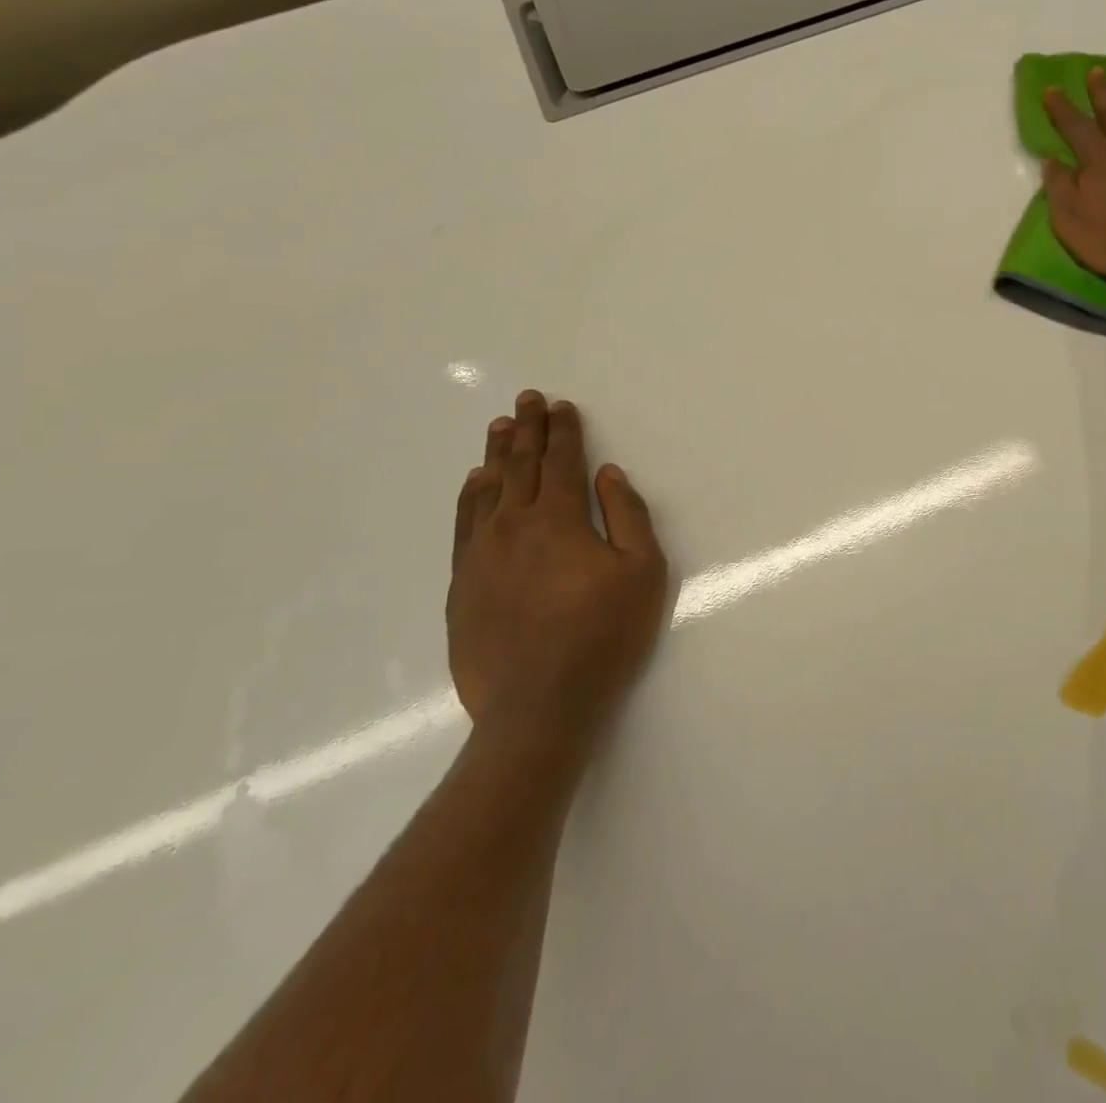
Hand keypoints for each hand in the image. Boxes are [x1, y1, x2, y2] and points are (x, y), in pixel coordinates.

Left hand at [446, 391, 667, 752]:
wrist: (538, 707)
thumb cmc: (604, 636)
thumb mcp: (643, 572)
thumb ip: (628, 515)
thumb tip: (607, 474)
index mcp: (560, 520)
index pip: (561, 462)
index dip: (563, 431)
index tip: (560, 406)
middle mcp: (514, 526)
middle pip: (521, 466)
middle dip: (527, 429)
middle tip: (526, 399)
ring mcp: (481, 556)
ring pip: (488, 490)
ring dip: (496, 454)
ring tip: (499, 427)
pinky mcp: (462, 585)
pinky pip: (464, 525)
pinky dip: (470, 496)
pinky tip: (475, 483)